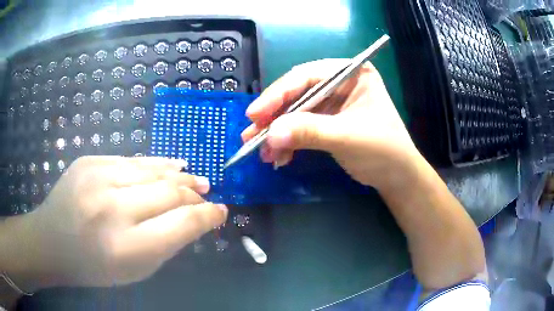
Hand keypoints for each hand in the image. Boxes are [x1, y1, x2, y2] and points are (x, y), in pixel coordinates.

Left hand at [0, 156, 226, 291]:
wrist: (52, 241)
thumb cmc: (94, 266)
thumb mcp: (135, 269)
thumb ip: (167, 245)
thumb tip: (194, 220)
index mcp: (126, 247)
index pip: (182, 224)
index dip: (208, 216)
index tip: (221, 212)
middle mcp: (111, 208)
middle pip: (170, 193)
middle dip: (195, 194)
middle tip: (208, 194)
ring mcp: (96, 178)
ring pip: (152, 171)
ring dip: (180, 176)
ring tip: (195, 179)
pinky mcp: (88, 161)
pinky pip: (131, 160)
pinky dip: (155, 164)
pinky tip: (171, 166)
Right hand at [242, 59, 421, 191]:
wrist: (397, 177)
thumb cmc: (384, 150)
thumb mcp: (348, 137)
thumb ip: (310, 132)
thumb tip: (270, 133)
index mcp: (351, 73)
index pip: (307, 76)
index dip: (278, 94)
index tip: (255, 114)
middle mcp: (339, 83)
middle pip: (297, 94)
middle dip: (274, 117)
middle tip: (251, 135)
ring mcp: (332, 103)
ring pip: (295, 112)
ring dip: (277, 132)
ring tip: (261, 152)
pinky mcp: (326, 121)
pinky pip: (300, 127)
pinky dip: (288, 142)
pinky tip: (278, 157)